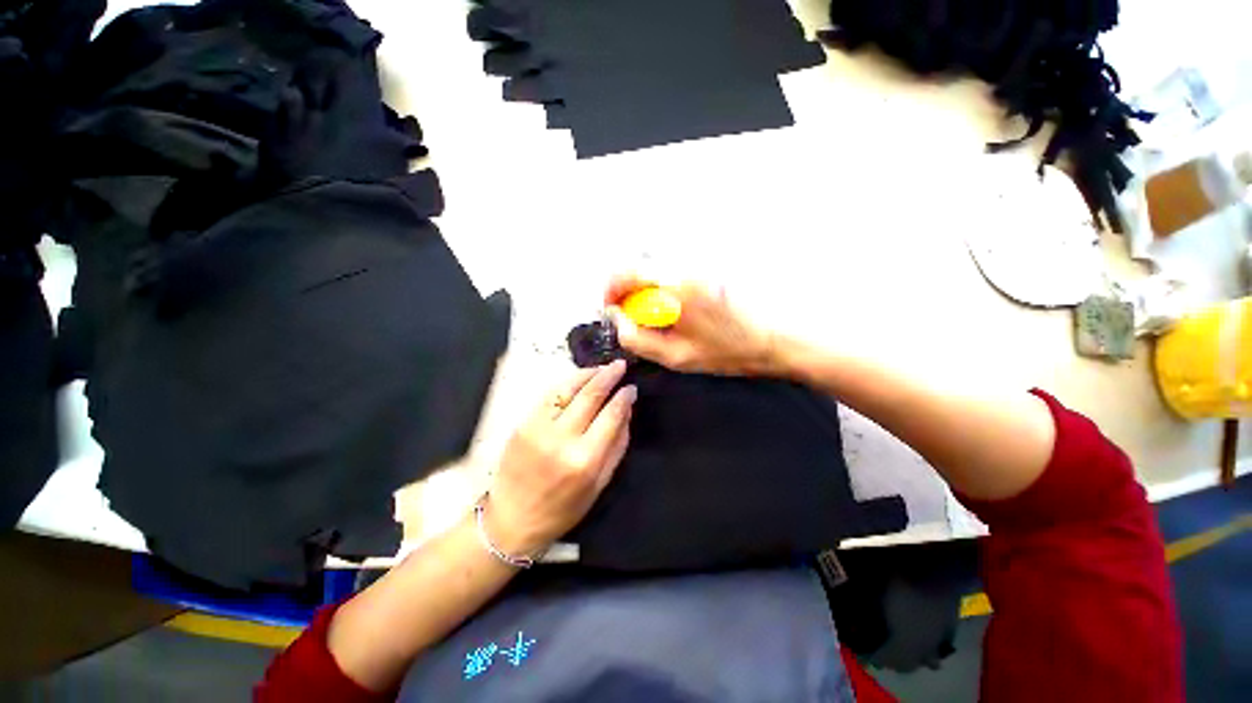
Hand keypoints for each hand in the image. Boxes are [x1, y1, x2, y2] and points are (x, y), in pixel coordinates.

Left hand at [483, 361, 635, 556]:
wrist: (512, 519)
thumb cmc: (563, 509)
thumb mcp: (600, 484)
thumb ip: (617, 445)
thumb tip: (626, 411)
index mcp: (585, 459)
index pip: (611, 415)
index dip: (624, 398)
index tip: (631, 388)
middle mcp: (562, 439)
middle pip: (590, 395)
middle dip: (608, 376)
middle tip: (620, 365)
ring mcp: (539, 428)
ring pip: (568, 389)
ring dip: (588, 374)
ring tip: (602, 368)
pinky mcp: (524, 423)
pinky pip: (549, 395)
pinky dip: (566, 383)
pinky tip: (578, 379)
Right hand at [605, 273, 776, 375]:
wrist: (773, 339)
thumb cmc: (728, 352)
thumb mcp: (677, 357)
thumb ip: (639, 339)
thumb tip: (617, 319)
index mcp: (678, 290)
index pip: (629, 274)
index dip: (612, 290)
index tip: (611, 308)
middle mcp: (687, 268)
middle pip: (639, 264)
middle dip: (625, 288)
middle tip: (627, 312)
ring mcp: (699, 265)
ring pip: (655, 265)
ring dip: (642, 286)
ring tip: (648, 311)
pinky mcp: (707, 268)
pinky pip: (672, 269)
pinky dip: (660, 284)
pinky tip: (668, 305)